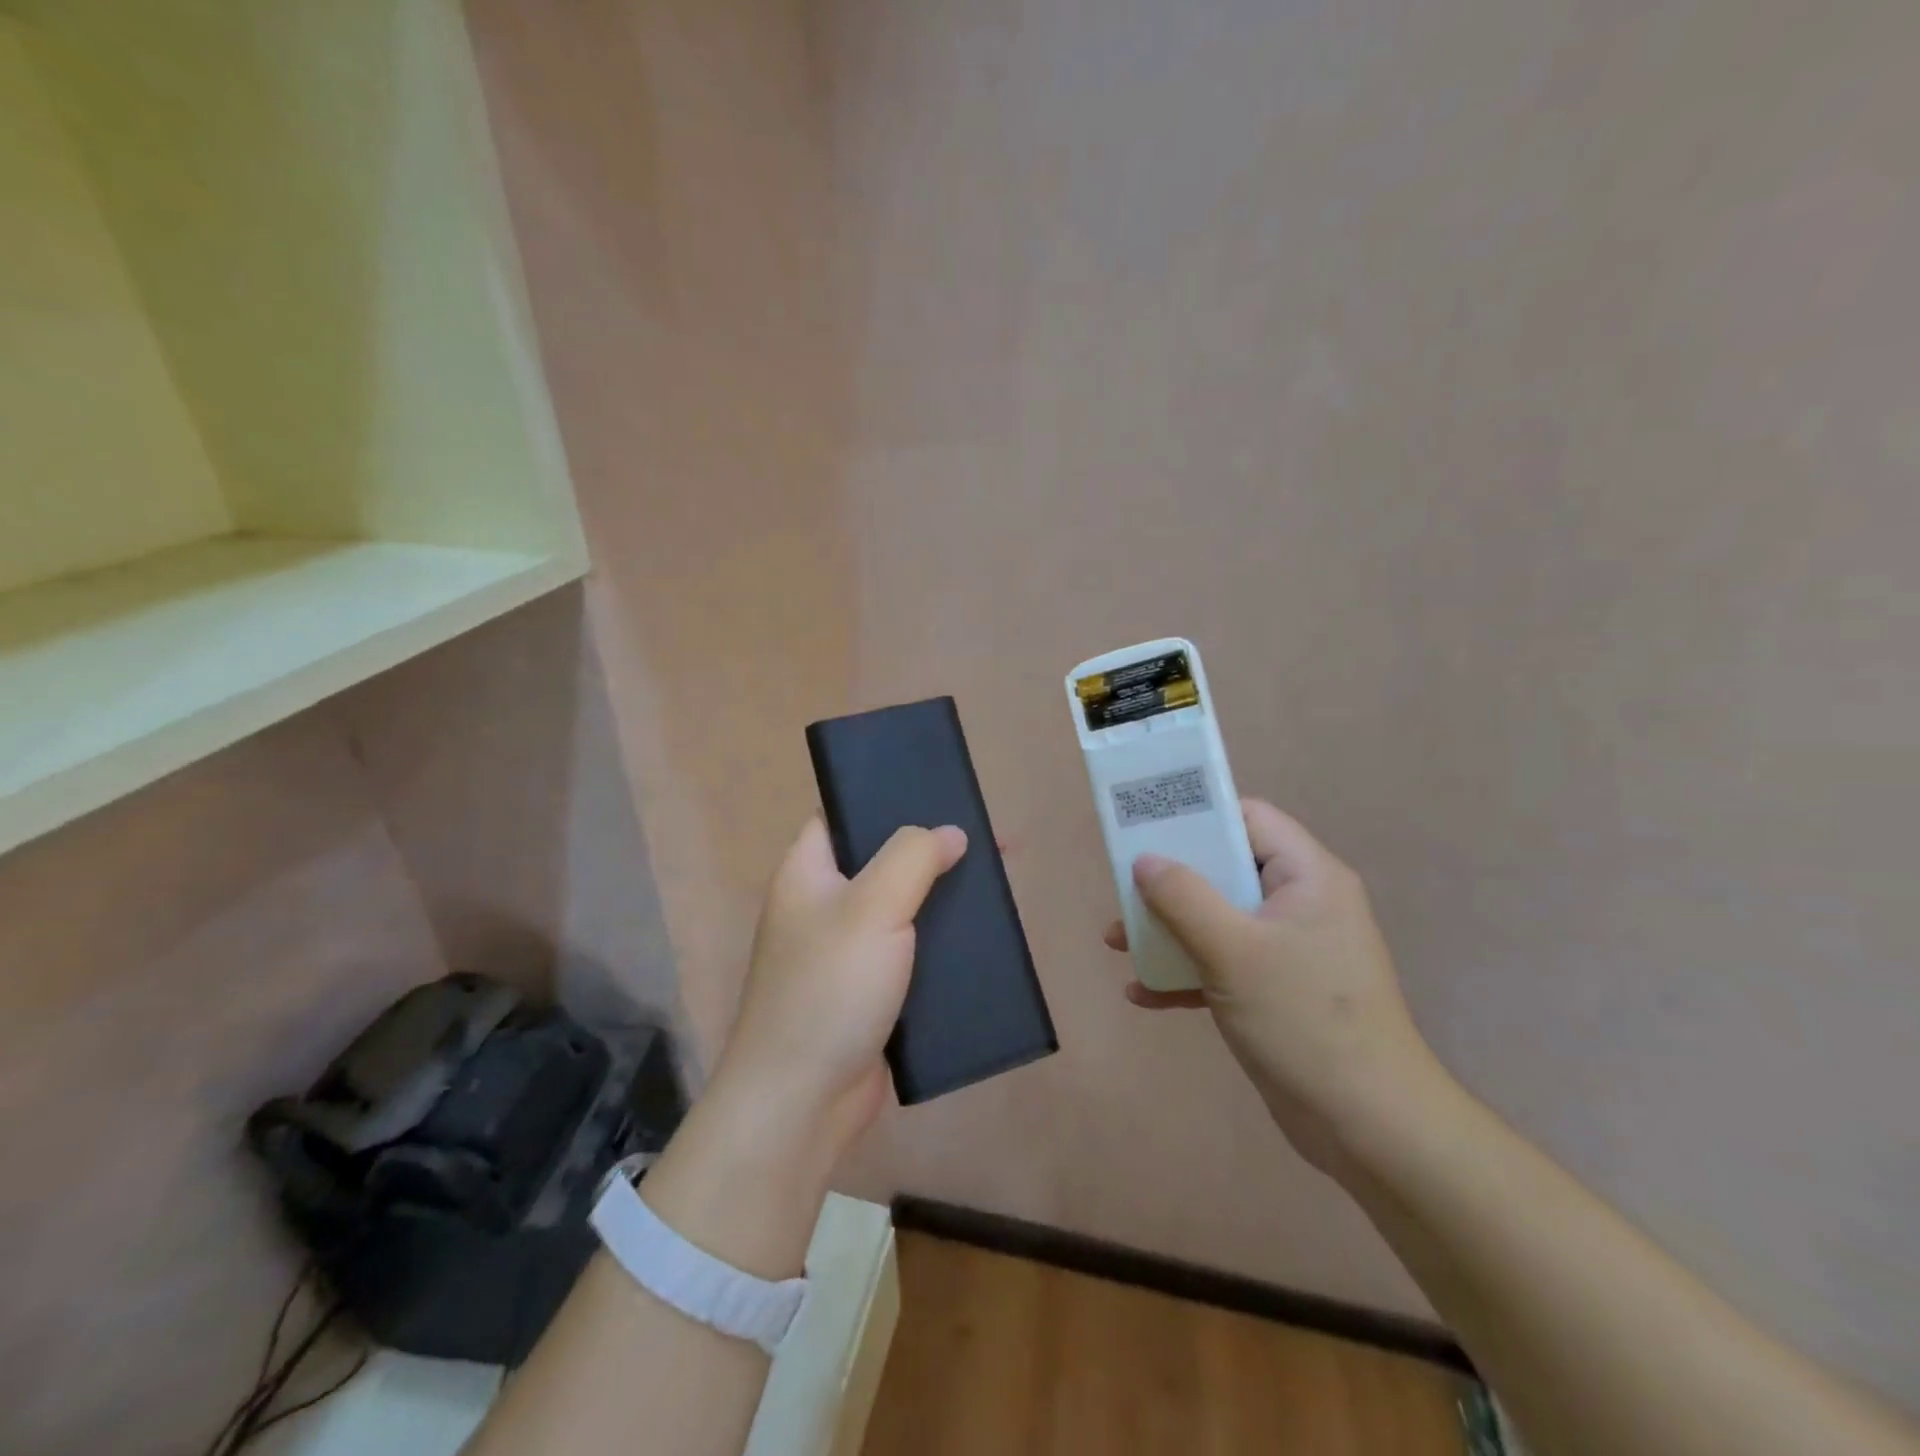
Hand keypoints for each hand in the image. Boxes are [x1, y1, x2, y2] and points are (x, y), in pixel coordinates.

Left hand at [709, 817, 967, 1158]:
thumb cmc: (829, 989)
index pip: (844, 814)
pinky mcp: (871, 990)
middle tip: (988, 842)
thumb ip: (912, 857)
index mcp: (808, 871)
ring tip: (996, 884)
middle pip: (883, 859)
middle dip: (934, 850)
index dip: (888, 798)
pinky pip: (912, 951)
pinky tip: (982, 936)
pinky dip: (942, 941)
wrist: (802, 1101)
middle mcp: (824, 904)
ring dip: (944, 897)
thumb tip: (950, 833)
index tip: (940, 794)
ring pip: (903, 907)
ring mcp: (847, 950)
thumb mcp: (872, 907)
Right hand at [1105, 799, 1447, 1175]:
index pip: (1249, 819)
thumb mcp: (1233, 951)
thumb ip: (1183, 897)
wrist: (1368, 1127)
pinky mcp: (1278, 991)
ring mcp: (1290, 950)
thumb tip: (1145, 860)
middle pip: (1226, 869)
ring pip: (1218, 918)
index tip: (1147, 826)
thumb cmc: (1303, 1020)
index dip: (1198, 815)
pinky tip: (1142, 994)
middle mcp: (1301, 904)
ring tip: (1117, 943)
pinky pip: (1224, 963)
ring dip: (1168, 929)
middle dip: (1169, 881)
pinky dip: (1186, 971)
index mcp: (1307, 877)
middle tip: (1122, 888)